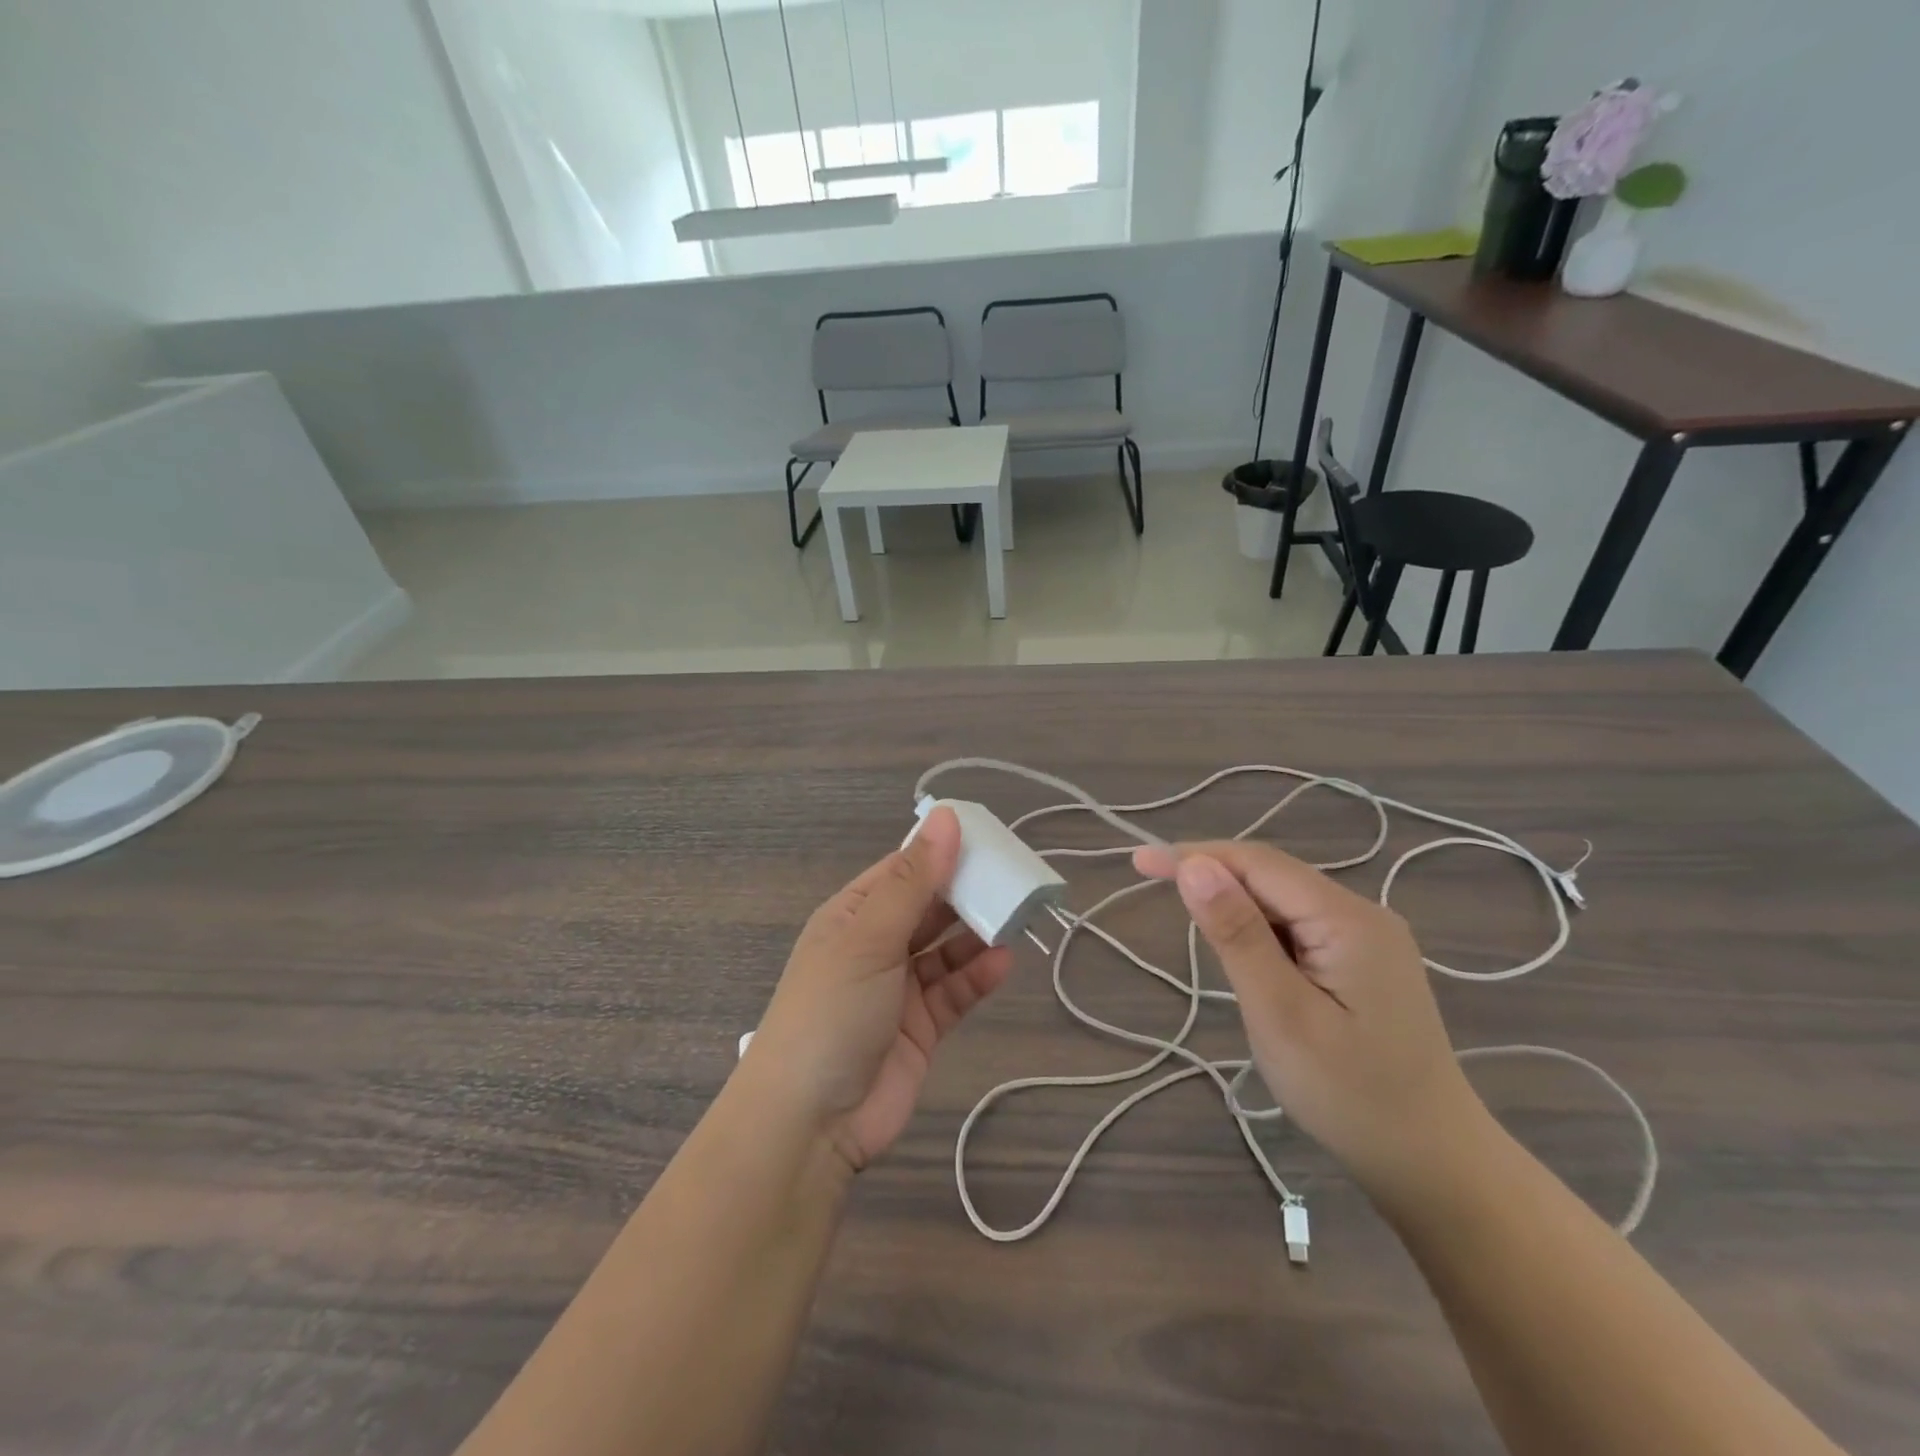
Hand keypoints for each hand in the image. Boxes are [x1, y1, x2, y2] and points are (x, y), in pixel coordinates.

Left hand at [748, 807, 1014, 1174]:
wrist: (809, 1124)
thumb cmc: (831, 1011)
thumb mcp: (869, 937)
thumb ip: (913, 881)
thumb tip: (945, 816)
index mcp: (852, 915)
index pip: (902, 870)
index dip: (941, 851)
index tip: (988, 836)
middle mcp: (875, 946)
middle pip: (928, 907)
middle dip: (966, 892)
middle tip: (1015, 876)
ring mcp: (898, 988)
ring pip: (946, 949)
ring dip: (977, 933)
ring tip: (1019, 915)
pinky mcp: (921, 1028)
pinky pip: (955, 991)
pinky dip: (978, 976)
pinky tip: (1005, 961)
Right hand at [1134, 840, 1488, 1202]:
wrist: (1434, 1166)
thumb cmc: (1350, 1095)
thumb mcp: (1280, 1014)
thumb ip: (1237, 935)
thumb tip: (1194, 867)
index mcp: (1348, 919)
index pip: (1258, 863)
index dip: (1195, 855)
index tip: (1139, 863)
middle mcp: (1363, 914)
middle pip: (1272, 876)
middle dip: (1213, 877)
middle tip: (1153, 890)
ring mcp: (1368, 939)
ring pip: (1284, 902)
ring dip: (1236, 908)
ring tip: (1201, 938)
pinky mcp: (1365, 963)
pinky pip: (1299, 927)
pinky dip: (1261, 933)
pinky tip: (1248, 961)